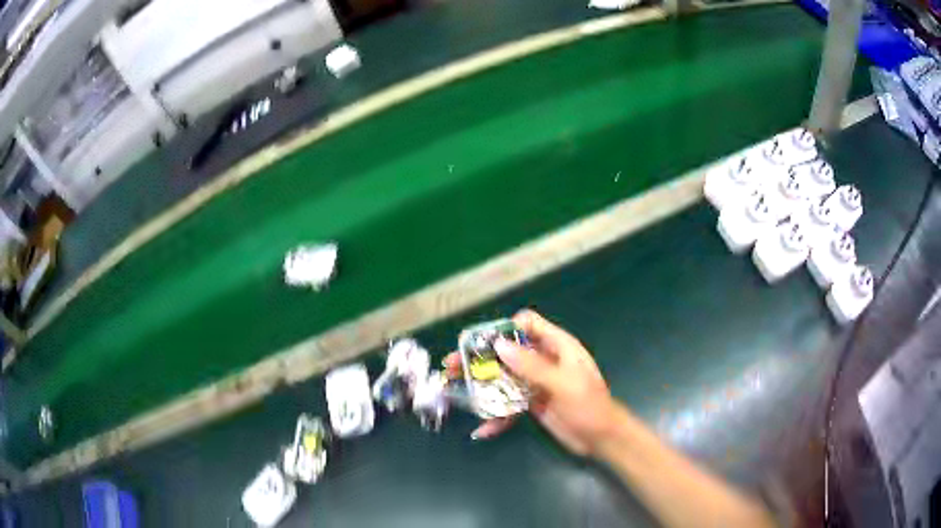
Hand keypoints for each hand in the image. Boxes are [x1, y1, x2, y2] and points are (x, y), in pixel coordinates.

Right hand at [444, 309, 615, 455]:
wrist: (601, 440)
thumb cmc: (590, 407)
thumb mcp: (563, 384)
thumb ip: (533, 366)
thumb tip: (500, 345)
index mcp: (558, 347)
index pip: (528, 325)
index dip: (505, 329)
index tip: (481, 343)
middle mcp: (544, 361)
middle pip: (508, 352)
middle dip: (481, 358)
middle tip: (452, 365)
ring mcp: (536, 383)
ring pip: (503, 377)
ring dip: (481, 385)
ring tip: (454, 389)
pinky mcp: (531, 404)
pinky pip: (509, 404)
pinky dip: (497, 415)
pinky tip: (483, 429)